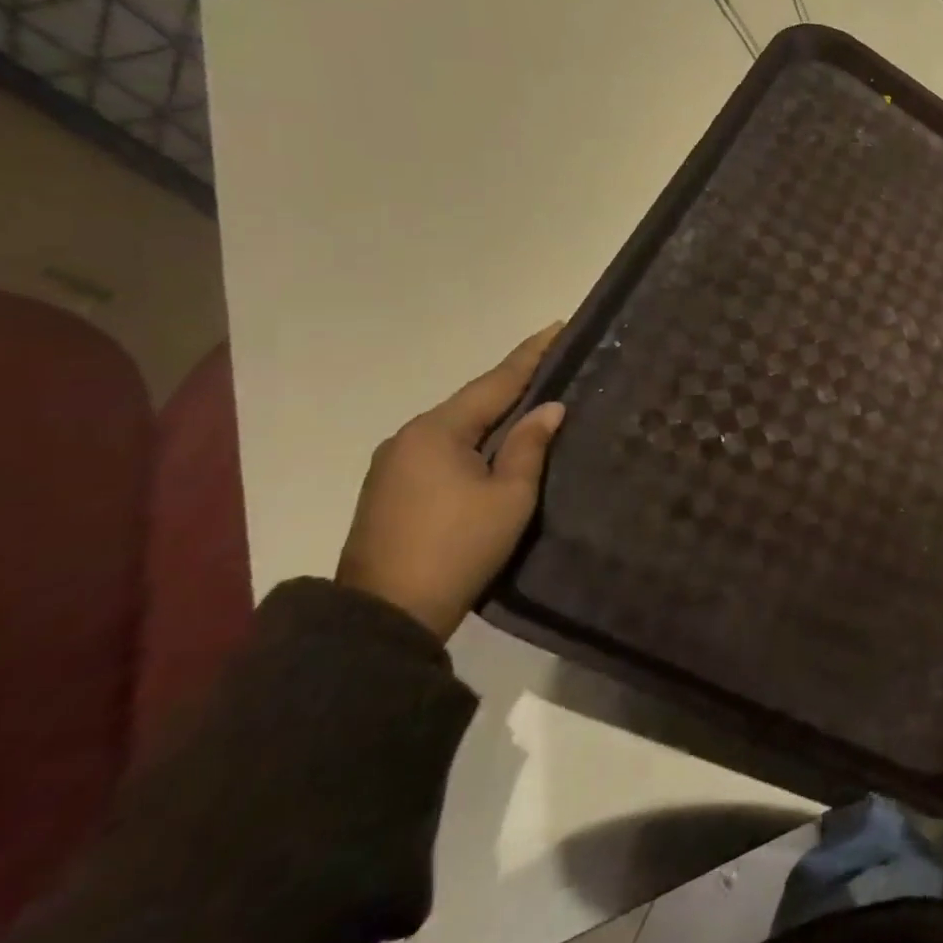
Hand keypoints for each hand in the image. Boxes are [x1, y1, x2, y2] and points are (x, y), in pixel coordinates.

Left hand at [337, 324, 566, 639]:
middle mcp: (409, 437)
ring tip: (532, 405)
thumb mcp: (509, 496)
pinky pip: (441, 450)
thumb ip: (529, 446)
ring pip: (456, 427)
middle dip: (513, 384)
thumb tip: (549, 408)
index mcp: (438, 431)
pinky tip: (494, 445)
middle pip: (473, 402)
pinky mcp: (389, 491)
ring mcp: (393, 464)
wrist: (384, 616)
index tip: (558, 325)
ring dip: (493, 416)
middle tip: (554, 366)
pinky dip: (473, 441)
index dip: (531, 354)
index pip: (496, 382)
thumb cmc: (458, 547)